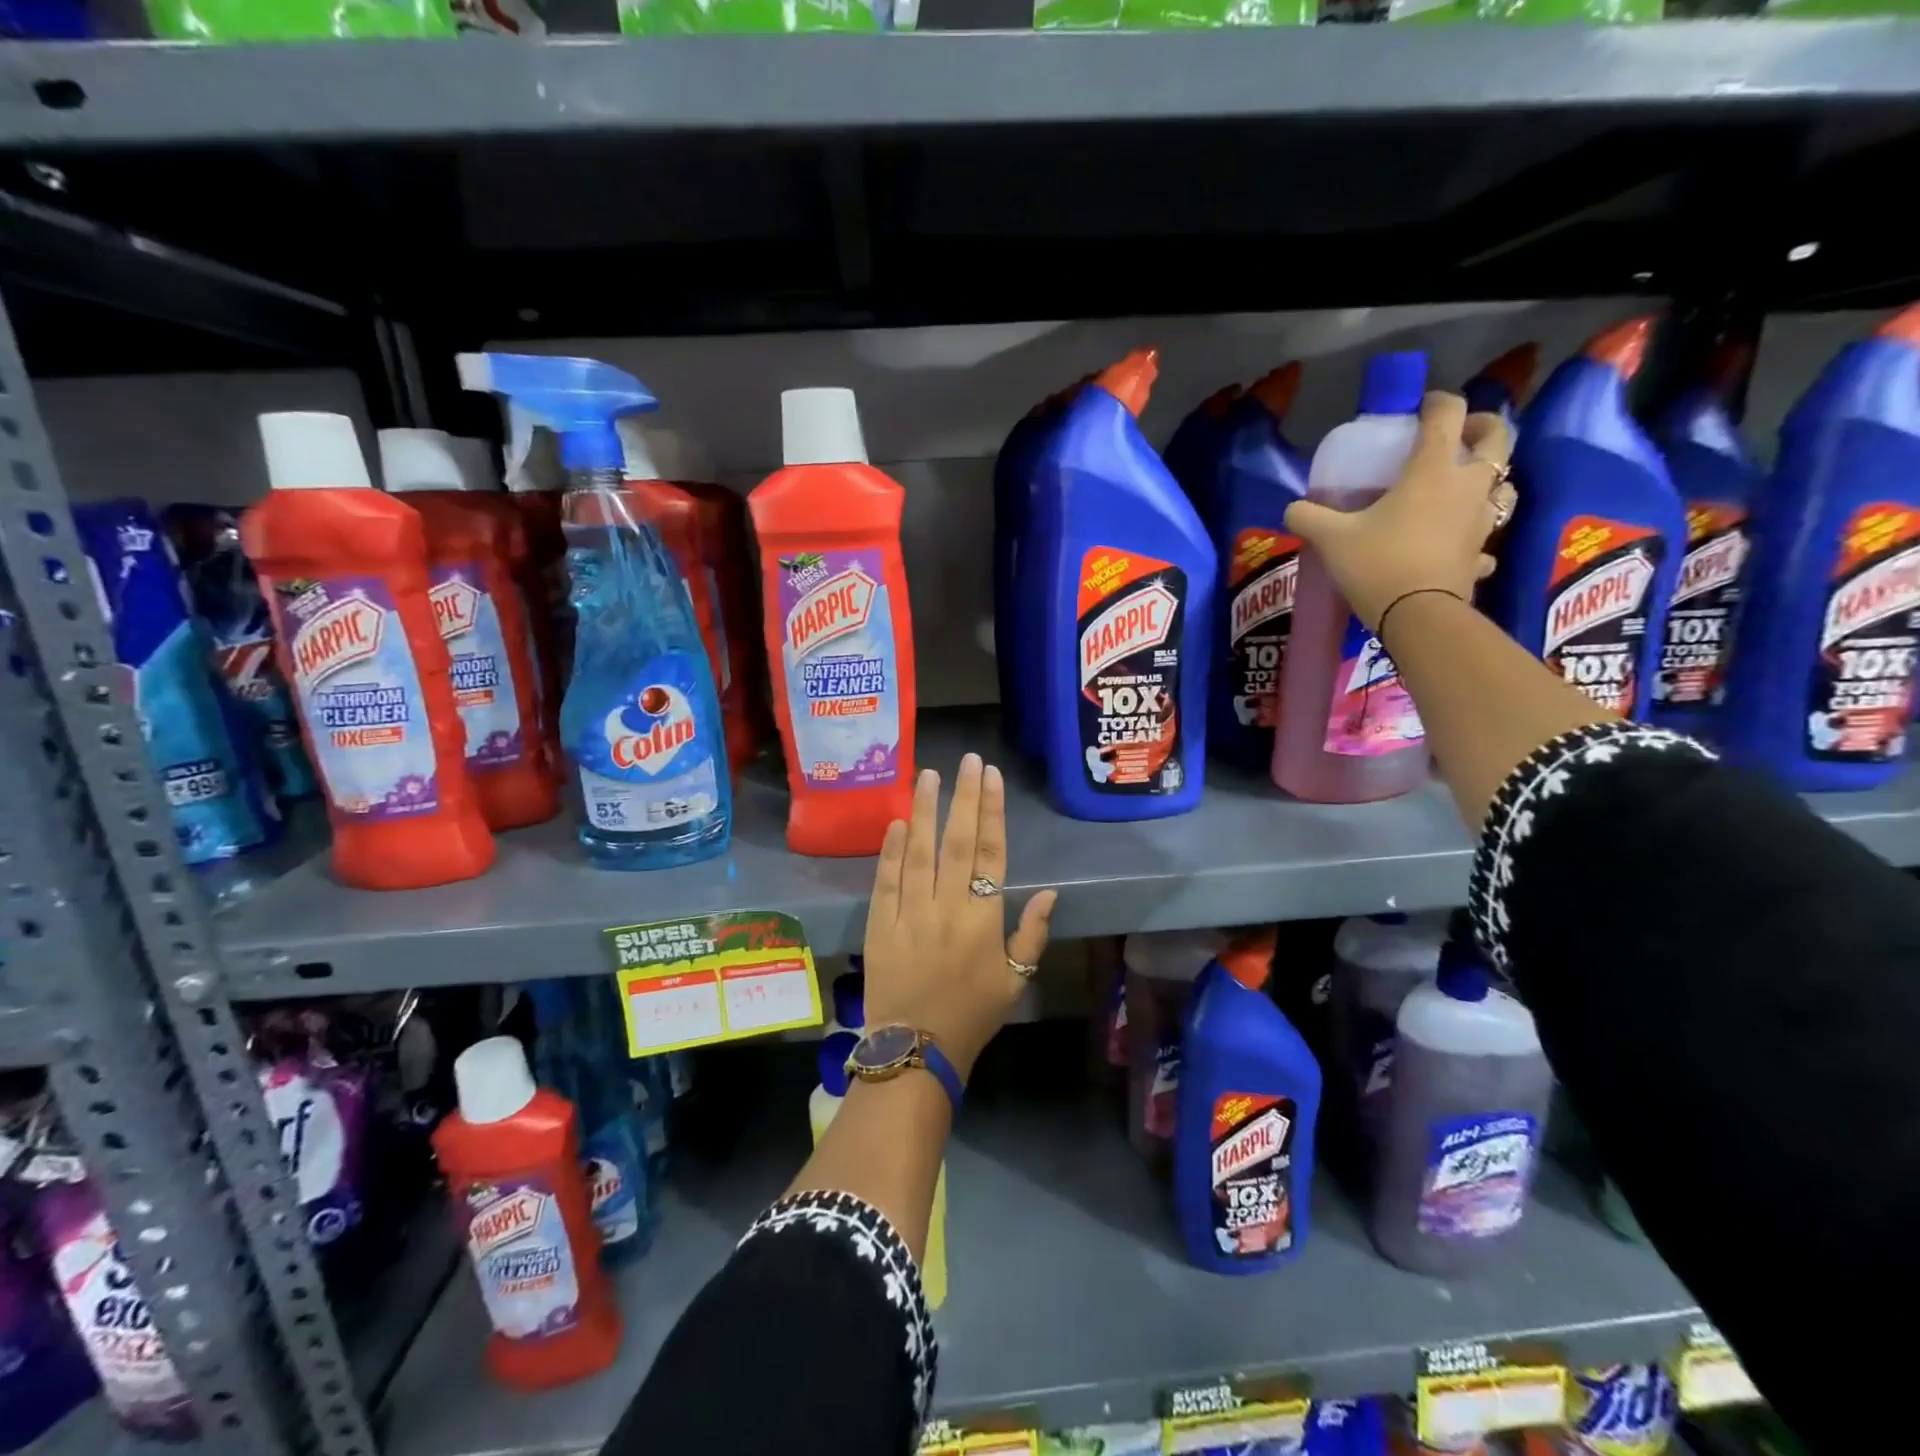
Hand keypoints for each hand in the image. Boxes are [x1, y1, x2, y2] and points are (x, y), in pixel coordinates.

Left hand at [862, 754, 1057, 1081]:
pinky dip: (890, 851)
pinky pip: (886, 881)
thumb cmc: (972, 1015)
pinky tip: (896, 822)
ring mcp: (910, 915)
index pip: (989, 854)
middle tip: (967, 760)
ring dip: (924, 811)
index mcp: (983, 920)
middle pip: (955, 843)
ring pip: (918, 853)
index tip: (991, 778)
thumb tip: (1049, 892)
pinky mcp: (880, 925)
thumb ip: (1032, 935)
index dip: (991, 813)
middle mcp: (947, 909)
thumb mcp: (1015, 981)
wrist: (917, 1050)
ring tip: (928, 775)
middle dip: (963, 798)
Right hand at [1283, 391, 1513, 629]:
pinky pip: (1487, 536)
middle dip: (1480, 428)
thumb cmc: (1378, 563)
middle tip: (1455, 437)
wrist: (1418, 615)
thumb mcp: (1331, 539)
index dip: (1435, 402)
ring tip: (1459, 488)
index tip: (1418, 409)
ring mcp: (1482, 519)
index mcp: (1433, 468)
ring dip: (1488, 478)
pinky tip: (1457, 543)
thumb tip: (1292, 509)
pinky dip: (1476, 533)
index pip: (1447, 413)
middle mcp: (1467, 484)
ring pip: (1503, 484)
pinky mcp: (1481, 553)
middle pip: (1497, 437)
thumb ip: (1308, 517)